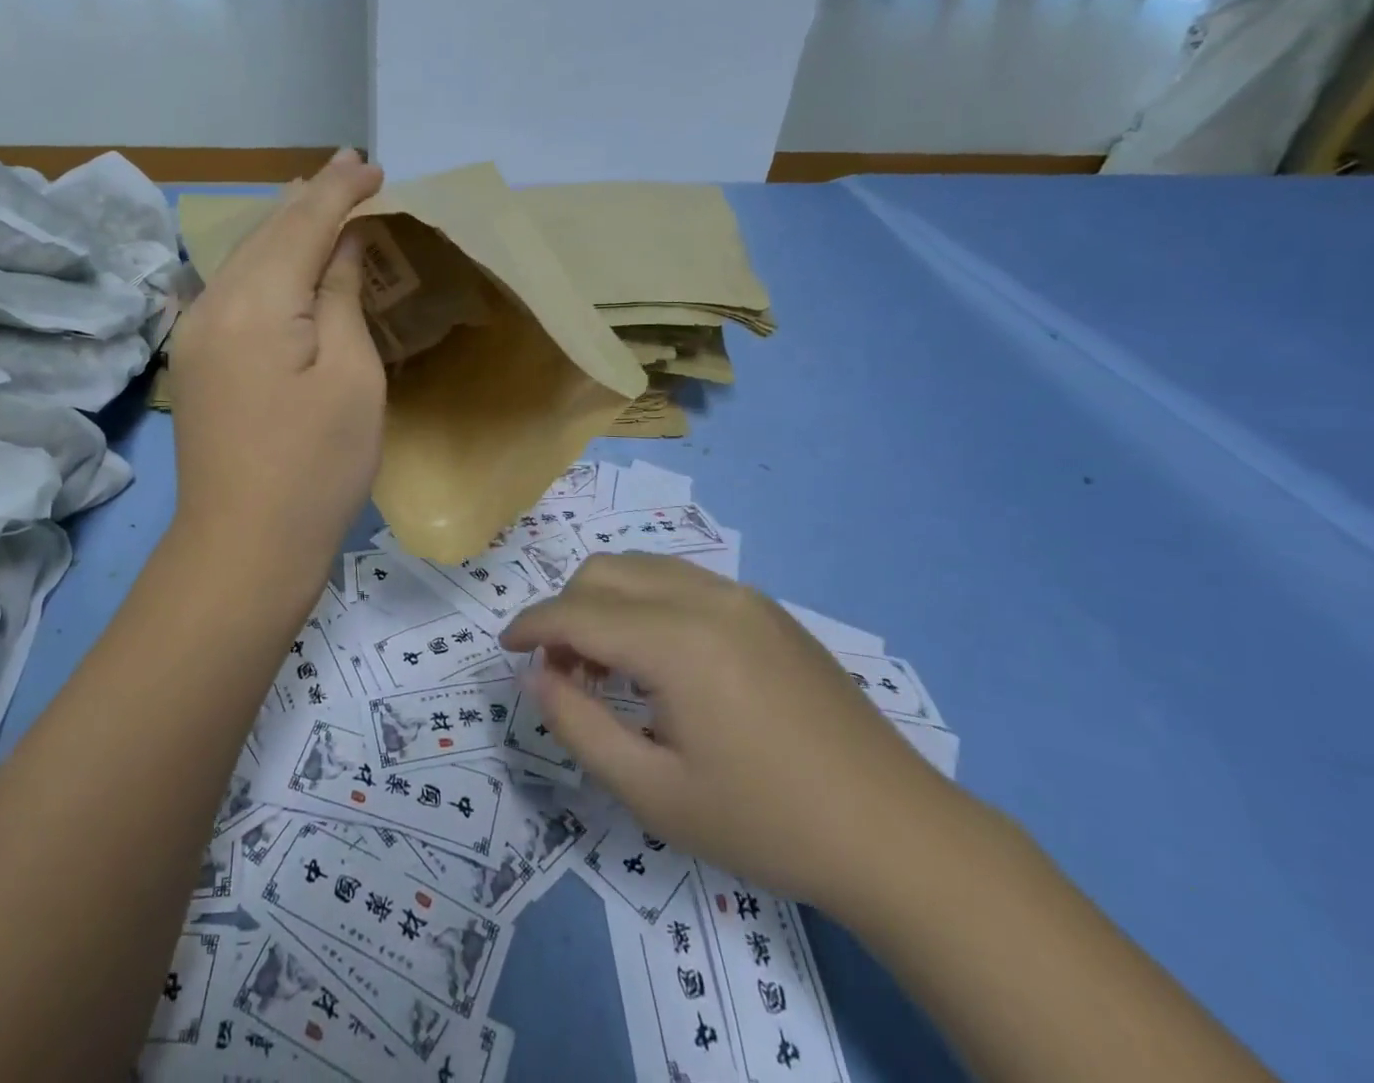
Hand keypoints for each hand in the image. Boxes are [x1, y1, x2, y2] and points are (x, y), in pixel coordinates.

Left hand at [169, 150, 386, 591]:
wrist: (243, 548)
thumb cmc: (316, 466)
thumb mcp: (351, 376)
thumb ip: (342, 297)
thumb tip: (342, 246)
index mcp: (257, 301)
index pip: (303, 223)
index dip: (340, 191)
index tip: (374, 167)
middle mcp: (213, 303)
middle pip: (266, 232)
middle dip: (311, 198)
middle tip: (351, 168)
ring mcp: (195, 334)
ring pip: (244, 258)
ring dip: (285, 227)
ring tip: (319, 198)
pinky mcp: (195, 361)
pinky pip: (234, 290)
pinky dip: (267, 264)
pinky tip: (285, 260)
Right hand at [500, 554, 968, 917]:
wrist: (896, 833)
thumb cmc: (766, 823)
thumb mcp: (654, 794)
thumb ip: (579, 726)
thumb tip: (539, 675)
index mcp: (678, 642)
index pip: (577, 612)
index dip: (531, 625)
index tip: (505, 648)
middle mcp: (706, 597)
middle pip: (604, 572)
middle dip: (566, 610)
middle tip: (564, 671)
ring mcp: (742, 596)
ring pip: (642, 567)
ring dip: (605, 601)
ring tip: (607, 665)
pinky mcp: (766, 608)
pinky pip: (681, 580)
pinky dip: (646, 602)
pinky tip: (660, 659)